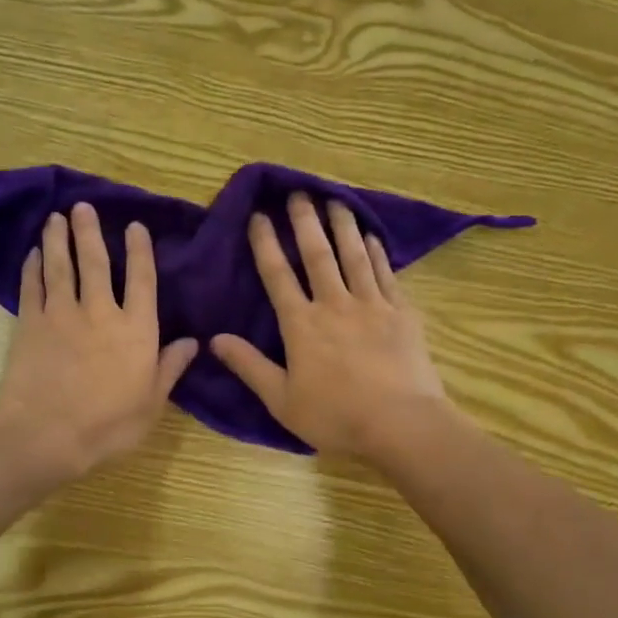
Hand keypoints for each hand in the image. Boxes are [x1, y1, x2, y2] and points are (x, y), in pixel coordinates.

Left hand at [0, 203, 196, 480]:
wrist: (45, 434)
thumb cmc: (108, 425)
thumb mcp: (152, 403)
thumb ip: (170, 367)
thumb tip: (193, 341)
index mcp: (136, 330)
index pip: (142, 280)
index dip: (140, 251)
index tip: (135, 227)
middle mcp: (100, 312)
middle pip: (96, 262)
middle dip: (90, 232)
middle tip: (83, 207)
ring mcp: (61, 314)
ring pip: (61, 267)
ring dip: (59, 240)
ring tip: (56, 218)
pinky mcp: (29, 324)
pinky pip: (31, 287)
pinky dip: (32, 268)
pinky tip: (33, 254)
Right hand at [211, 194, 453, 460]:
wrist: (401, 424)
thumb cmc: (336, 417)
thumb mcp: (282, 401)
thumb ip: (249, 367)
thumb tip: (215, 339)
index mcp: (302, 325)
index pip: (278, 275)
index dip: (265, 243)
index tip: (259, 215)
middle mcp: (335, 305)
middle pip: (317, 254)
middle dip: (305, 221)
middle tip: (298, 192)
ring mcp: (372, 305)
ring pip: (354, 256)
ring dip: (343, 226)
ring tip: (336, 200)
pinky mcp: (402, 313)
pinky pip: (386, 274)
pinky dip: (377, 253)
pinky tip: (372, 237)